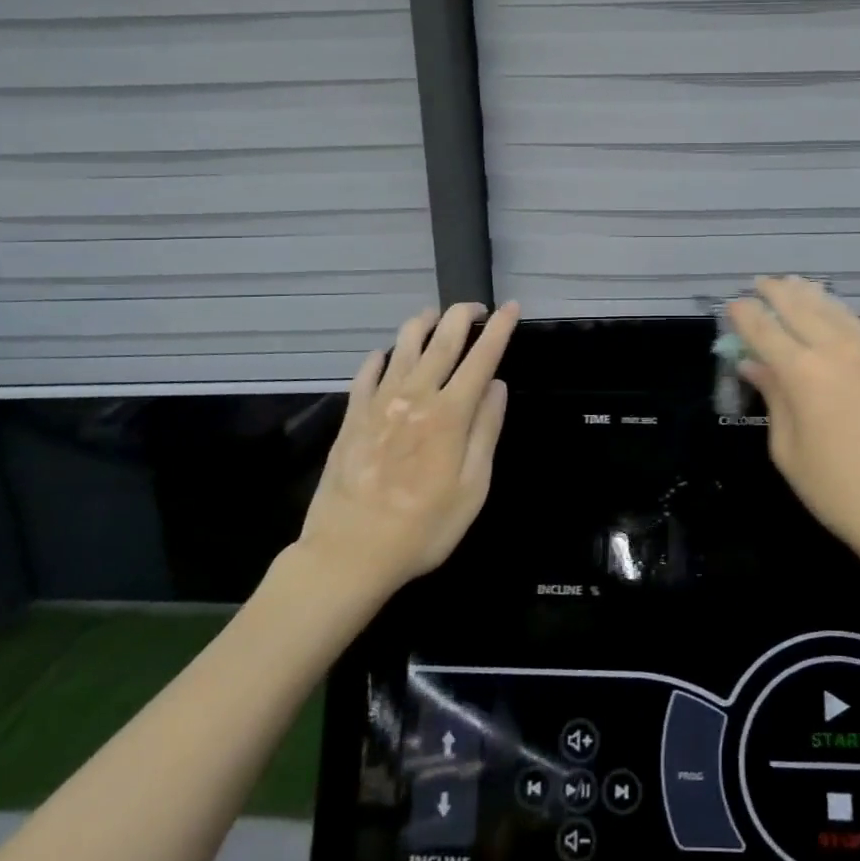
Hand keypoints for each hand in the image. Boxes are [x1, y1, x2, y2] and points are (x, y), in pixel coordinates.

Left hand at [291, 301, 519, 614]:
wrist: (349, 553)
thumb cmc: (423, 527)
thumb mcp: (473, 488)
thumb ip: (486, 431)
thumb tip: (496, 386)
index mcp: (450, 414)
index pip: (482, 357)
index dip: (499, 329)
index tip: (511, 307)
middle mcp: (415, 396)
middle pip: (442, 340)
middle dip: (462, 315)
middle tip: (476, 307)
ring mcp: (379, 403)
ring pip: (402, 346)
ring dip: (422, 324)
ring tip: (435, 318)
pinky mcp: (352, 416)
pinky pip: (367, 372)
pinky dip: (381, 356)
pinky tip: (386, 354)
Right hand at [727, 277, 859, 562]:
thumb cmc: (833, 488)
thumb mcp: (787, 448)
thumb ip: (773, 397)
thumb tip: (753, 365)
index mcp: (802, 373)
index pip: (765, 331)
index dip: (746, 315)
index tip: (732, 304)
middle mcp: (834, 353)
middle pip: (800, 309)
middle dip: (777, 293)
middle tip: (759, 283)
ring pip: (833, 311)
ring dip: (810, 294)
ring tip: (794, 283)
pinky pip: (857, 327)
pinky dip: (838, 312)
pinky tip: (832, 312)